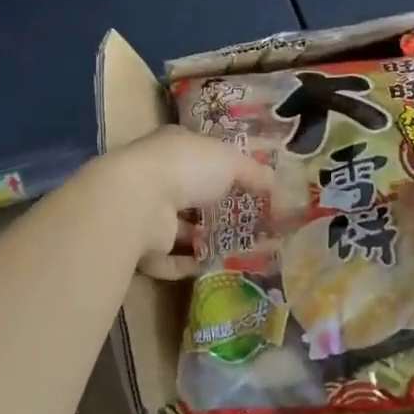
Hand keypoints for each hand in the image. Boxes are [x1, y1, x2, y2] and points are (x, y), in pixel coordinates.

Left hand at [98, 126, 274, 278]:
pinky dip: (185, 263)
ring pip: (176, 227)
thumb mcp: (230, 161)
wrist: (138, 200)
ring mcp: (145, 211)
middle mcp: (155, 176)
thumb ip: (253, 171)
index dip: (219, 166)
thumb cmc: (186, 167)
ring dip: (199, 238)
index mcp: (173, 147)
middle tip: (242, 221)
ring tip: (233, 248)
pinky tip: (209, 266)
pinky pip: (166, 258)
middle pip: (187, 192)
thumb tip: (275, 181)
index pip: (197, 153)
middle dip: (211, 206)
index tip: (243, 183)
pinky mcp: (140, 244)